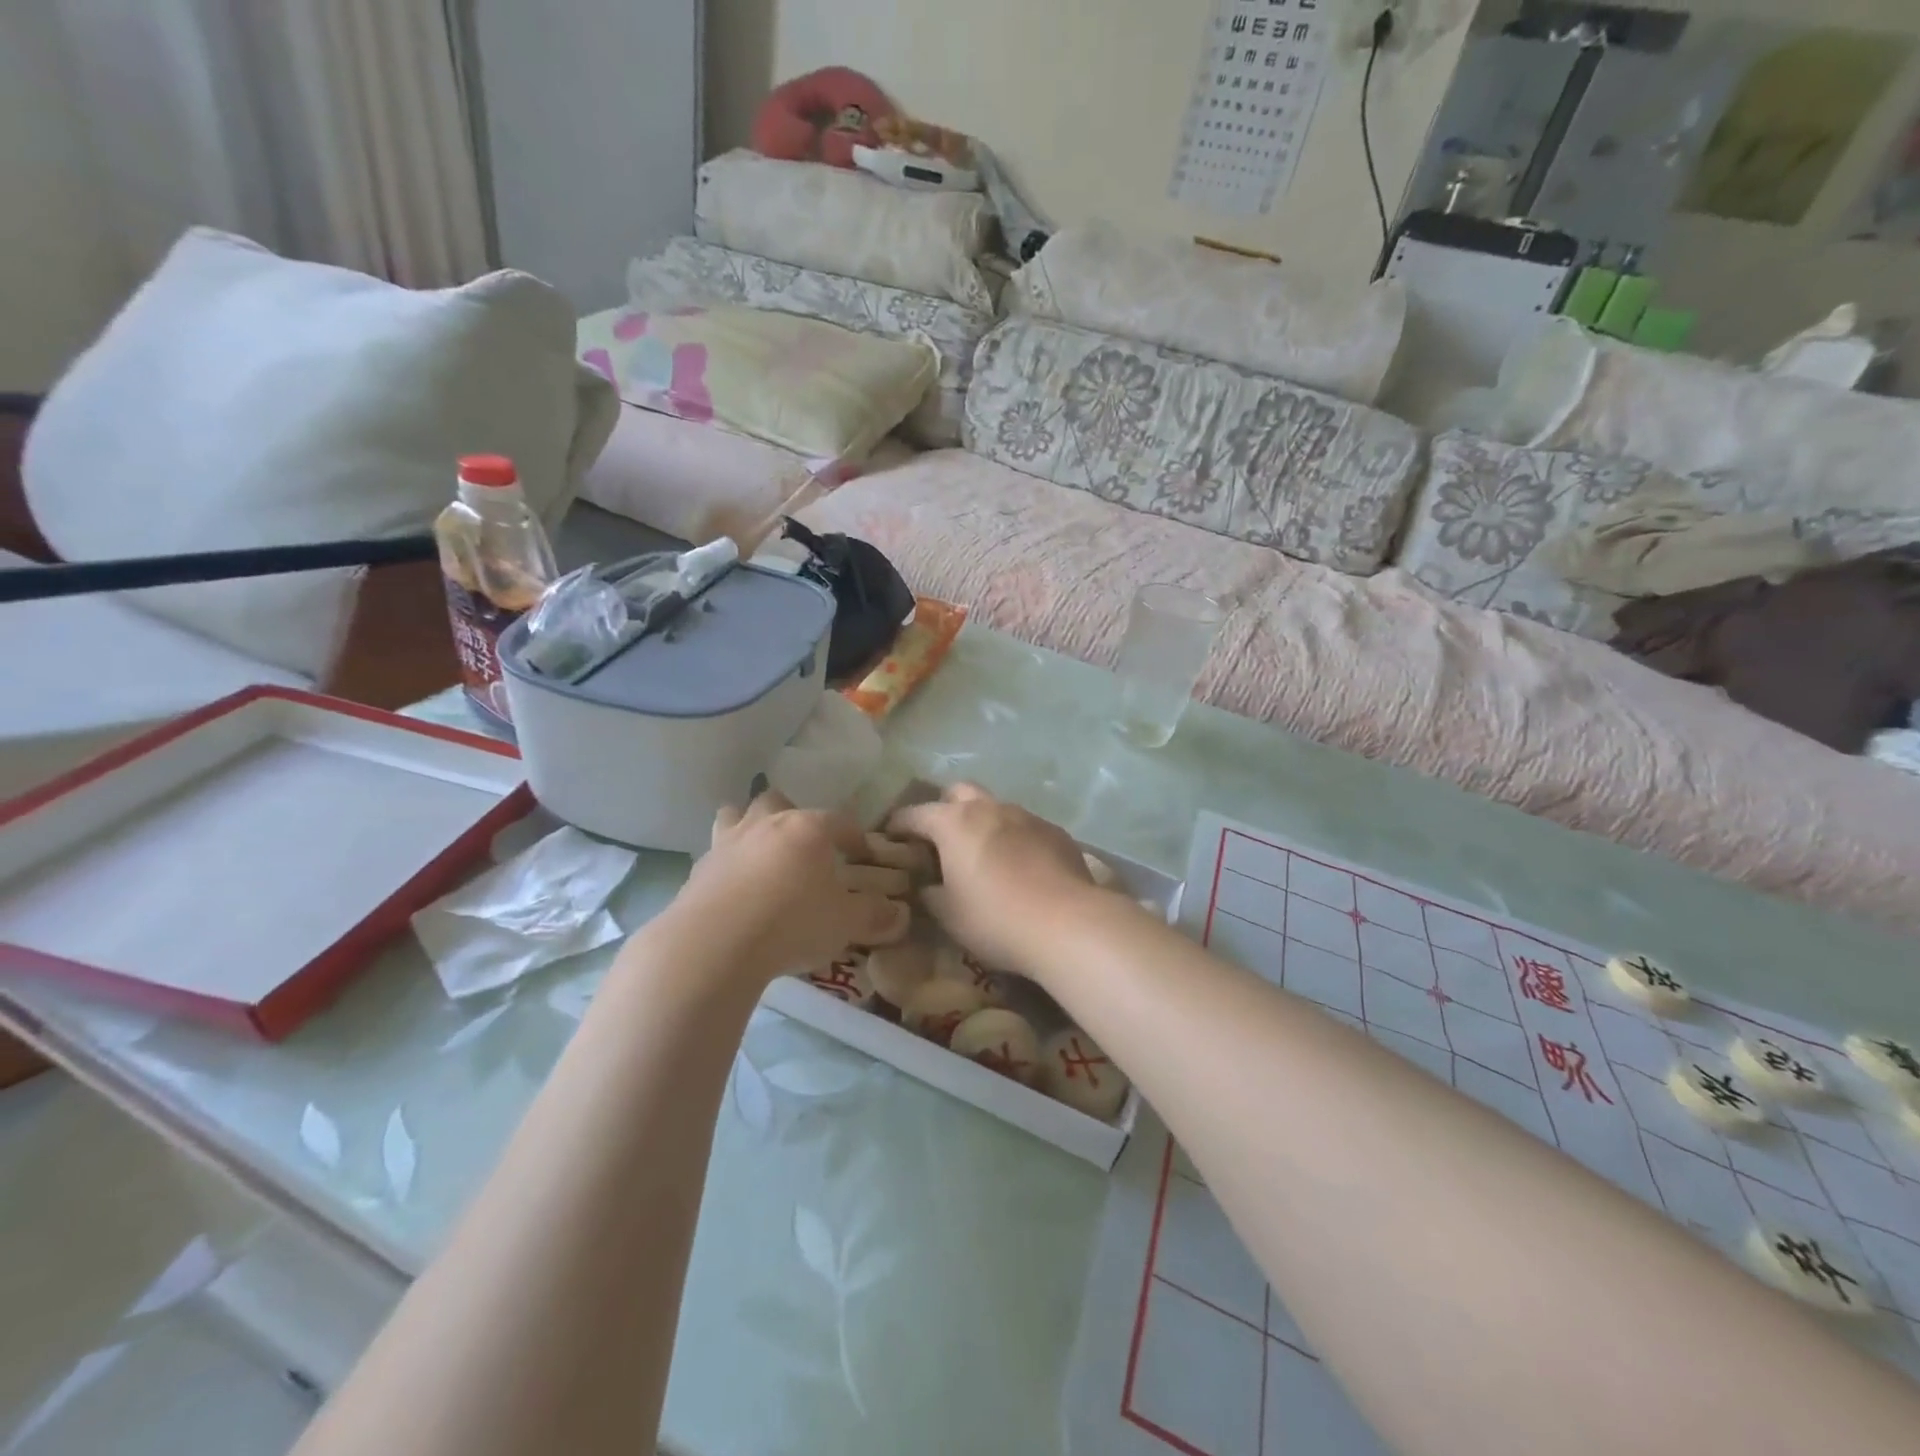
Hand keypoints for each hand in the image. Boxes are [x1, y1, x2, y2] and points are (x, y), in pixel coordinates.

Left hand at [669, 791, 900, 981]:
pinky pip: (715, 854)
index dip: (854, 837)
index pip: (840, 821)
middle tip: (803, 847)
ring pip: (736, 815)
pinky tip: (734, 890)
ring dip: (749, 827)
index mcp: (808, 829)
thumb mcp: (846, 924)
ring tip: (760, 855)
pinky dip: (727, 864)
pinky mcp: (697, 870)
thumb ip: (874, 915)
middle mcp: (766, 824)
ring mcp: (727, 843)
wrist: (715, 944)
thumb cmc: (792, 923)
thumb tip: (899, 914)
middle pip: (778, 801)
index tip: (862, 854)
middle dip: (791, 816)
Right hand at [886, 784, 1104, 975]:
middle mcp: (989, 808)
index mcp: (954, 823)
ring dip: (983, 823)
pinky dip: (1014, 839)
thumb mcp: (949, 915)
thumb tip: (928, 886)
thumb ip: (930, 894)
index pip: (914, 814)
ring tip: (983, 855)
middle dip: (944, 808)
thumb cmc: (995, 918)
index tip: (889, 837)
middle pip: (958, 792)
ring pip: (996, 808)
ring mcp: (1026, 817)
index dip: (898, 825)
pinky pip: (1025, 827)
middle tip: (940, 839)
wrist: (1068, 923)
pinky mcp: (1056, 832)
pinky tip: (1021, 867)